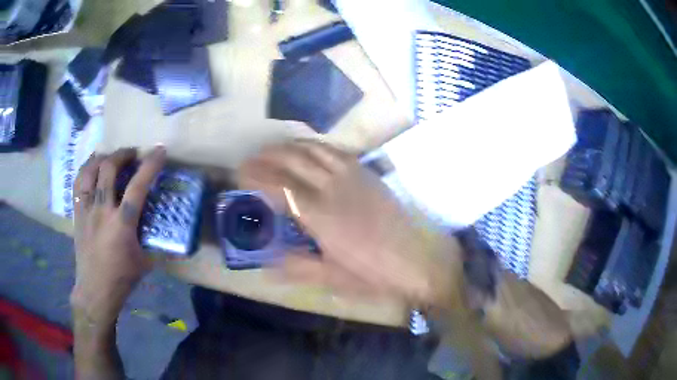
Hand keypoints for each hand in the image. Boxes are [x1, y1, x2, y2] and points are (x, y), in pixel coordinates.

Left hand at [70, 146, 165, 326]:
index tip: (159, 150)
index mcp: (122, 224)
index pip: (138, 186)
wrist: (95, 289)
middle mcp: (102, 211)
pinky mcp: (77, 213)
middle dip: (123, 154)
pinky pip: (78, 182)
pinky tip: (93, 168)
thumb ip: (153, 238)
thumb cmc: (122, 278)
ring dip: (103, 158)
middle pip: (109, 169)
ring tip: (111, 157)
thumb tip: (165, 226)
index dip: (150, 165)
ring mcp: (87, 210)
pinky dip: (86, 169)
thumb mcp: (145, 260)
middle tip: (132, 154)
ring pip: (90, 171)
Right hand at [238, 140, 463, 304]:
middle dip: (267, 156)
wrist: (417, 258)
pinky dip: (315, 146)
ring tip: (273, 149)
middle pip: (293, 160)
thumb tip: (267, 264)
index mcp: (320, 215)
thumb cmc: (374, 273)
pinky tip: (309, 150)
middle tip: (250, 159)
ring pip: (314, 150)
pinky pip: (336, 151)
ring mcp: (353, 176)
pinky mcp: (367, 173)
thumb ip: (297, 267)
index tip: (240, 172)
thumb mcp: (333, 277)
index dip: (256, 175)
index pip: (279, 185)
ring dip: (289, 146)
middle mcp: (333, 187)